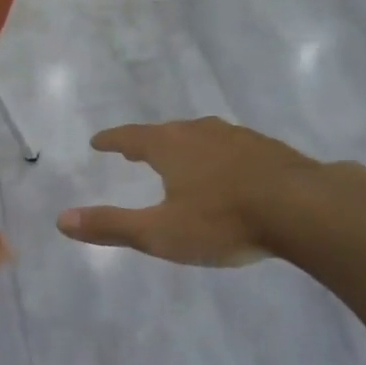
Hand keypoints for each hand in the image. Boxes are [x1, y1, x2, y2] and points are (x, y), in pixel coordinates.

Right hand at [57, 118, 342, 266]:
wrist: (304, 208)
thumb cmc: (223, 221)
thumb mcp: (160, 232)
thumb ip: (111, 226)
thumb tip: (61, 220)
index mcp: (170, 146)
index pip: (131, 137)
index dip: (113, 140)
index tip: (98, 142)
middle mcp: (201, 133)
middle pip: (167, 132)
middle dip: (148, 141)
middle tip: (135, 150)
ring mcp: (239, 137)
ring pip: (203, 136)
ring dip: (186, 145)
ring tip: (181, 156)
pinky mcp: (270, 149)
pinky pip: (233, 147)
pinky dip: (219, 155)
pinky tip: (230, 170)